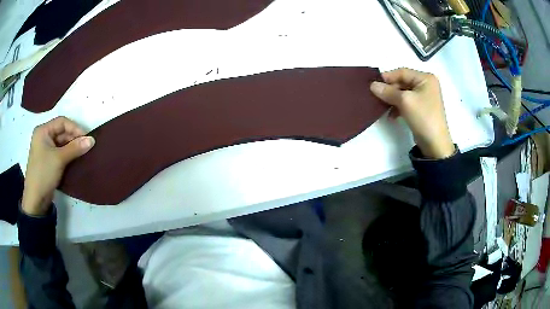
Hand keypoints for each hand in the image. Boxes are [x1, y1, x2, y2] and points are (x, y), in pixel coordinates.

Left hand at [22, 117, 94, 215]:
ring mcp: (45, 149)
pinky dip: (68, 154)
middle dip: (74, 138)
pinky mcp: (48, 161)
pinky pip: (60, 152)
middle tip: (86, 146)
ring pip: (61, 143)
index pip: (62, 122)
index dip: (74, 128)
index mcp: (43, 131)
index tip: (86, 137)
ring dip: (72, 147)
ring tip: (82, 153)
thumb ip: (75, 148)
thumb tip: (92, 140)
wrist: (36, 200)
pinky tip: (75, 159)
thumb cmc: (44, 173)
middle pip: (62, 132)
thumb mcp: (59, 159)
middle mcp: (43, 137)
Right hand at [370, 68, 454, 158]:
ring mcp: (424, 97)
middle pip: (402, 82)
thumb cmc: (423, 117)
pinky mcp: (421, 109)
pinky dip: (397, 107)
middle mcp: (426, 85)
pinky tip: (391, 116)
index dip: (387, 77)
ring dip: (392, 99)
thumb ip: (388, 91)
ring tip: (383, 107)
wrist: (435, 144)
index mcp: (425, 78)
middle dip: (390, 90)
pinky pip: (406, 103)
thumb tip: (372, 85)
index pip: (402, 72)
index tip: (373, 84)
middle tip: (376, 96)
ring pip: (403, 93)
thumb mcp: (405, 101)